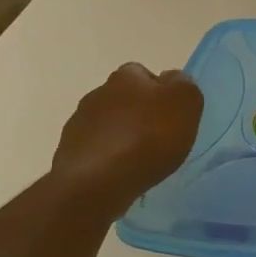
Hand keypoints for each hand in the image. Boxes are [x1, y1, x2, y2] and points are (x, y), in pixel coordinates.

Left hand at [51, 64, 202, 218]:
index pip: (145, 74)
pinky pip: (95, 150)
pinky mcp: (69, 152)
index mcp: (127, 76)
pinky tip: (119, 174)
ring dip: (121, 136)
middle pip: (125, 99)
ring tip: (139, 161)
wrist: (97, 182)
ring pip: (108, 124)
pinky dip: (107, 158)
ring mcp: (79, 123)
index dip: (160, 92)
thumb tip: (172, 81)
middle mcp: (99, 93)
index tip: (172, 115)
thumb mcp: (185, 103)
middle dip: (139, 114)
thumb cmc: (148, 137)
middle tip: (158, 139)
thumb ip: (184, 86)